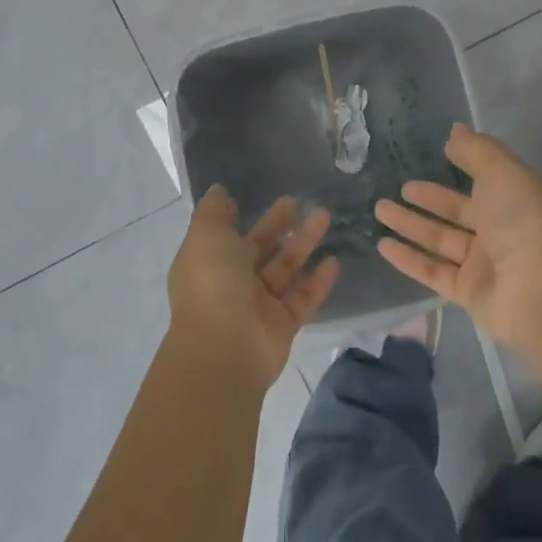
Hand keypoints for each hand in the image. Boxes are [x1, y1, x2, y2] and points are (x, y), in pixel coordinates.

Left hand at [167, 186, 338, 392]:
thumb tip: (219, 193)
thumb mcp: (206, 234)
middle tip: (301, 202)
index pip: (225, 235)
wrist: (224, 348)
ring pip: (285, 269)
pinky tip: (335, 261)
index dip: (241, 217)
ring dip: (304, 243)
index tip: (258, 195)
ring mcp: (258, 306)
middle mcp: (231, 283)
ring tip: (325, 216)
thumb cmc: (212, 283)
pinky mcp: (282, 325)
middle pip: (259, 248)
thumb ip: (213, 211)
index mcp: (208, 262)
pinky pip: (303, 298)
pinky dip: (318, 281)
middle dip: (279, 224)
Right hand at [375, 123, 541, 352]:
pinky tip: (383, 245)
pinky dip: (408, 259)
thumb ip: (476, 151)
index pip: (486, 181)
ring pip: (440, 240)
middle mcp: (501, 231)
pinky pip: (432, 271)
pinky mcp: (468, 293)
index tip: (439, 152)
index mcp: (516, 201)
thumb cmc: (525, 223)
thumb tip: (455, 131)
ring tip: (379, 209)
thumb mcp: (503, 173)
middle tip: (400, 187)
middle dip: (430, 199)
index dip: (463, 165)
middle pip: (458, 212)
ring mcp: (484, 265)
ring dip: (410, 225)